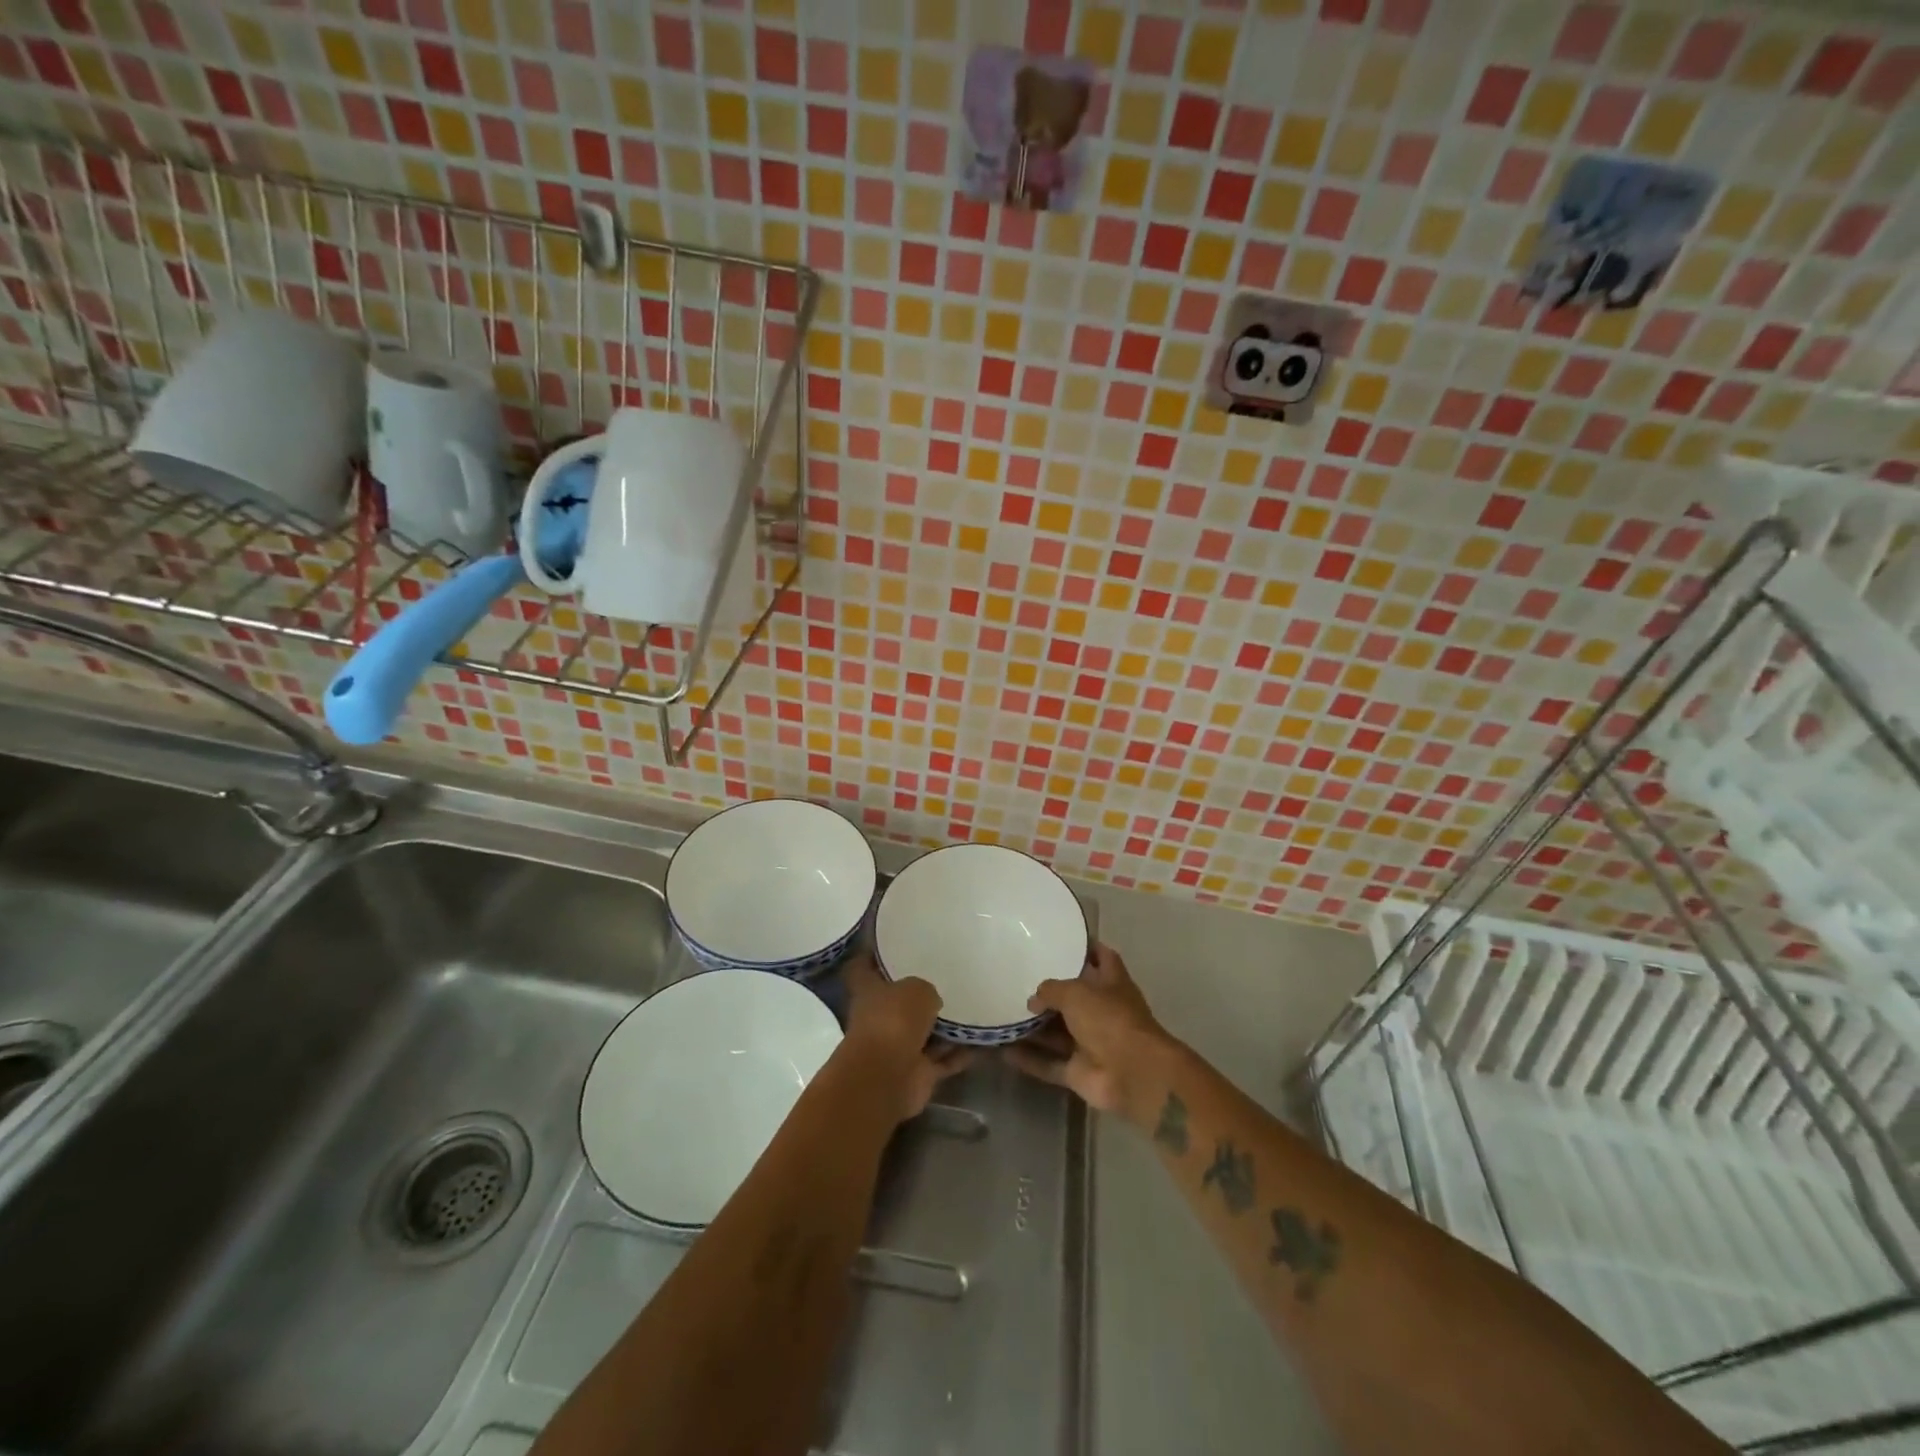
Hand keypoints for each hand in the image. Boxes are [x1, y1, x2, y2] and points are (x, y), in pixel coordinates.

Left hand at [842, 954, 973, 1122]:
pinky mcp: (917, 1072)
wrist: (888, 1076)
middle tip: (948, 975)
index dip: (873, 954)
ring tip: (974, 1006)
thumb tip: (932, 1001)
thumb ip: (926, 989)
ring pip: (925, 1032)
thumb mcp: (916, 988)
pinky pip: (944, 1058)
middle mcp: (880, 1018)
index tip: (891, 942)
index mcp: (868, 991)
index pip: (864, 966)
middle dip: (920, 993)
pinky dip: (960, 1053)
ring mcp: (898, 1047)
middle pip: (900, 1002)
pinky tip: (983, 1040)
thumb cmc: (894, 1020)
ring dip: (945, 1027)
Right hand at [1005, 942, 1175, 1122]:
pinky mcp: (1079, 1072)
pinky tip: (1002, 1050)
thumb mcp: (1076, 992)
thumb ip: (1051, 990)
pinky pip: (1049, 1064)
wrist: (1133, 1075)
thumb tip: (1033, 1000)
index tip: (1062, 940)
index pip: (1102, 957)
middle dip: (1049, 991)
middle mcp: (1103, 1012)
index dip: (1086, 948)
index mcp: (1112, 984)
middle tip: (1017, 978)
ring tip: (1002, 1012)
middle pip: (1074, 998)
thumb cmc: (1110, 1019)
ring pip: (1057, 1032)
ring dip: (1033, 1027)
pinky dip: (1029, 1060)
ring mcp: (1091, 1044)